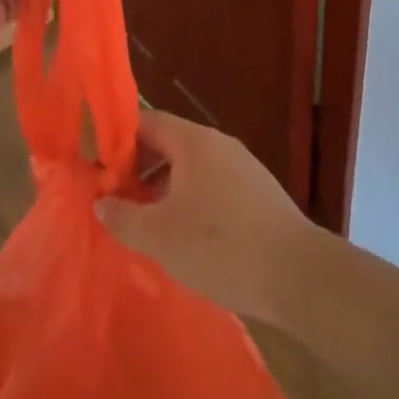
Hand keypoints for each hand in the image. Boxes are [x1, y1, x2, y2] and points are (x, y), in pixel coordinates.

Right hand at [95, 112, 318, 322]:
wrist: (300, 277)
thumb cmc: (222, 247)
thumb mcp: (159, 237)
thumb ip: (122, 217)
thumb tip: (102, 203)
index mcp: (194, 142)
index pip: (145, 121)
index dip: (116, 141)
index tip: (98, 169)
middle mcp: (219, 145)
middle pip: (167, 143)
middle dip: (138, 168)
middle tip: (117, 200)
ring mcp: (243, 168)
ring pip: (190, 167)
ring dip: (163, 188)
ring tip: (147, 223)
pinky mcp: (258, 194)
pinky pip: (212, 185)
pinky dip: (191, 201)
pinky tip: (186, 236)